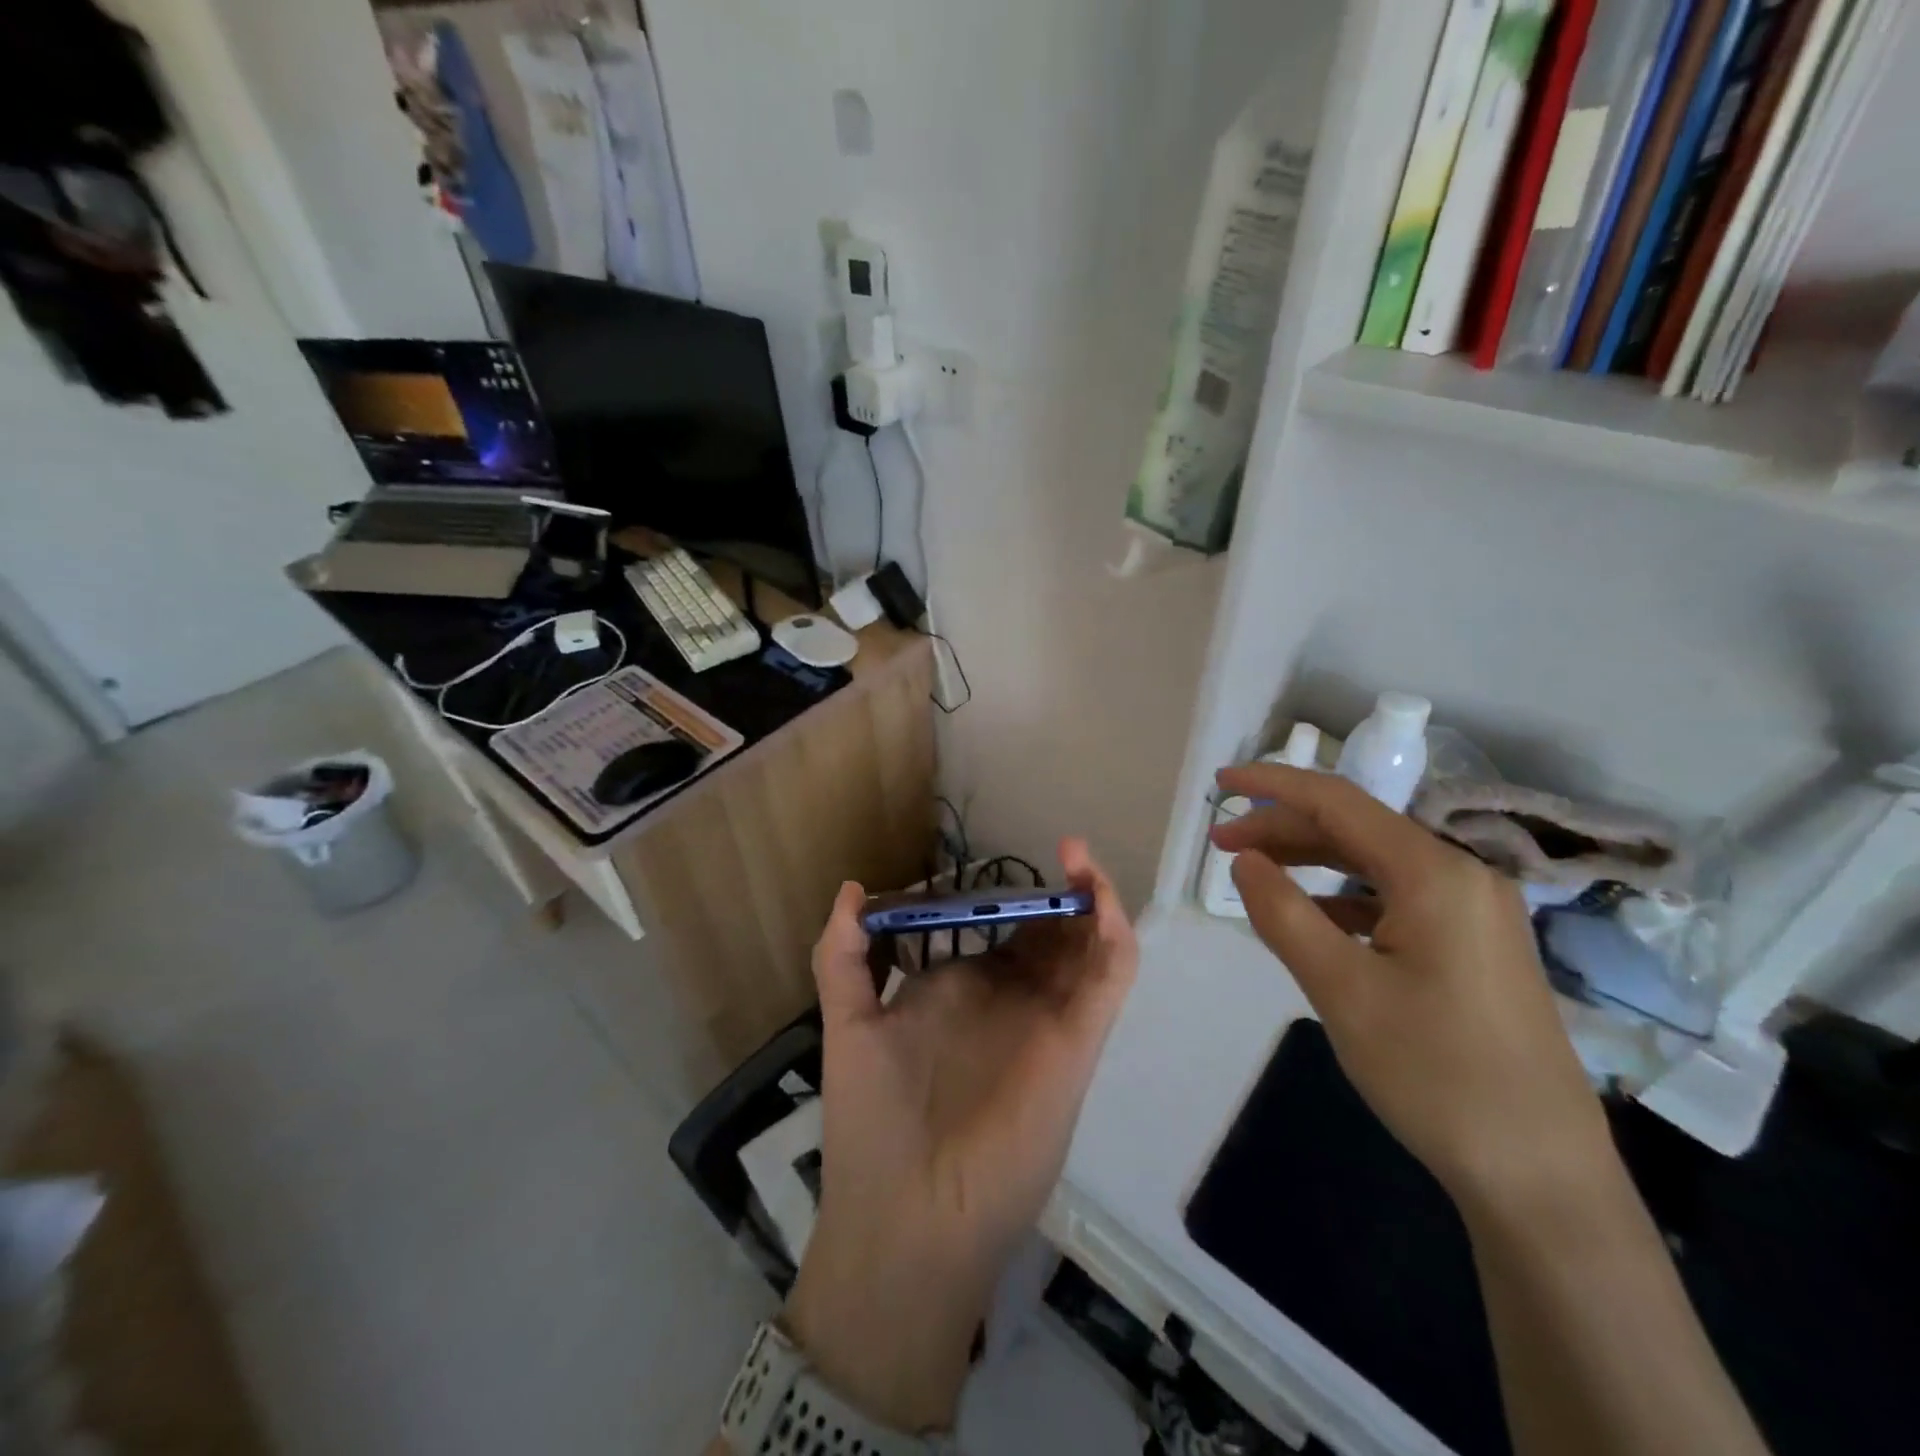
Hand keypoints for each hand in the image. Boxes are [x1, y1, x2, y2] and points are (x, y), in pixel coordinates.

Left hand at [783, 841, 1137, 1432]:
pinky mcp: (1077, 1042)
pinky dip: (1114, 933)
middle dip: (1057, 893)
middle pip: (1049, 933)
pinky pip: (1109, 978)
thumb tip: (851, 888)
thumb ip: (844, 958)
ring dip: (1092, 900)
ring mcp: (1048, 1018)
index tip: (1003, 862)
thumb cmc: (873, 1122)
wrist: (908, 1219)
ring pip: (1086, 947)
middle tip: (1063, 851)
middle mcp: (1011, 1000)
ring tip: (1078, 856)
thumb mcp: (850, 1024)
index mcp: (964, 990)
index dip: (1006, 895)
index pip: (997, 931)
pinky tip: (1096, 896)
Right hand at [1213, 765, 1615, 1216]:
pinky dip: (1342, 896)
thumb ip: (1283, 913)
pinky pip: (1394, 898)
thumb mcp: (1341, 989)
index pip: (1338, 802)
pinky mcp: (1472, 945)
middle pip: (1355, 829)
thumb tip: (1244, 861)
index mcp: (1435, 873)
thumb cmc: (1435, 1073)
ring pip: (1374, 862)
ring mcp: (1472, 912)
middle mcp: (1461, 876)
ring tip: (1254, 872)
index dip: (1273, 785)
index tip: (1219, 783)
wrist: (1540, 1174)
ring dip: (1310, 860)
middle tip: (1221, 845)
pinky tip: (1310, 916)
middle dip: (1283, 828)